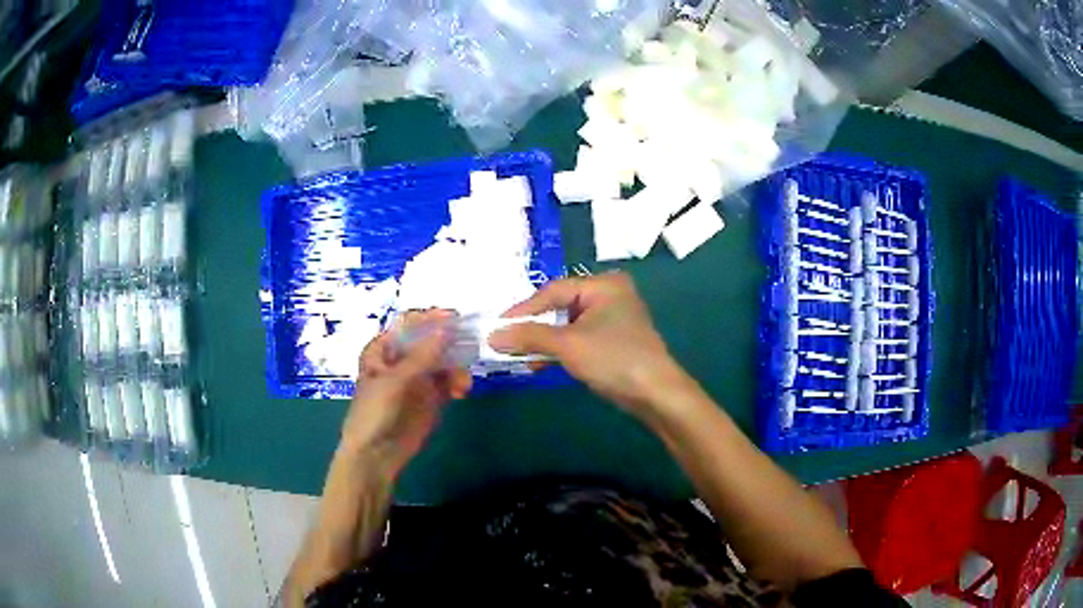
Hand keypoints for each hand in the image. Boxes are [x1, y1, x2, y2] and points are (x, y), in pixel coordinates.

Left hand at [342, 310, 471, 475]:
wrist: (376, 455)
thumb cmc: (374, 412)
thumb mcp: (395, 381)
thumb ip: (422, 356)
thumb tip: (447, 328)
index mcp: (383, 349)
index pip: (408, 324)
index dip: (430, 318)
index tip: (454, 318)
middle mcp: (402, 359)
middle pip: (430, 340)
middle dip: (450, 343)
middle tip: (471, 345)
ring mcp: (418, 378)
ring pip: (444, 361)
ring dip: (457, 366)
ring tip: (462, 383)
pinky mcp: (431, 398)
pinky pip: (450, 382)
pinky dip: (458, 383)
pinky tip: (461, 392)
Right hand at [488, 273, 688, 414]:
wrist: (655, 394)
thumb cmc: (614, 358)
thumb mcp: (568, 345)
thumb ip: (529, 337)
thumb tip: (493, 336)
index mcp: (603, 285)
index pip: (554, 291)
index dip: (524, 309)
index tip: (498, 325)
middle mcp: (609, 296)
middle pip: (561, 307)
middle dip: (534, 327)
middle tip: (506, 338)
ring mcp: (613, 320)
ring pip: (568, 326)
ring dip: (544, 341)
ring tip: (518, 355)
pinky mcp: (613, 342)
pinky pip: (578, 340)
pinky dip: (560, 350)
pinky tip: (539, 364)